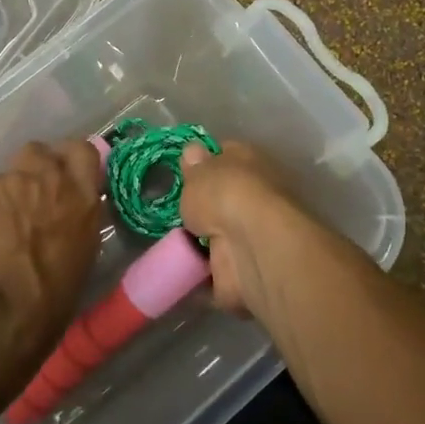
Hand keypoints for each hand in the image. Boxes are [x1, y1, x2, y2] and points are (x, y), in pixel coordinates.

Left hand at [0, 139, 102, 364]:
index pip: (82, 152)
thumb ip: (72, 225)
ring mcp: (5, 183)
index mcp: (81, 200)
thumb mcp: (80, 260)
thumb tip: (60, 220)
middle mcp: (46, 180)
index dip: (67, 160)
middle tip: (22, 201)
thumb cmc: (47, 306)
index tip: (60, 175)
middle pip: (37, 152)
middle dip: (30, 170)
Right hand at [178, 140, 304, 318]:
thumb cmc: (225, 195)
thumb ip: (194, 166)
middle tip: (175, 208)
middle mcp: (256, 195)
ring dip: (201, 239)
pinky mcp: (246, 267)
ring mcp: (253, 233)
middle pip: (223, 196)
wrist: (252, 245)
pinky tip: (178, 268)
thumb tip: (194, 151)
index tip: (184, 171)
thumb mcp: (198, 171)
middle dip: (203, 204)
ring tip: (168, 240)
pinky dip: (201, 271)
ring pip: (221, 233)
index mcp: (249, 161)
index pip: (226, 154)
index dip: (206, 161)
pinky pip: (216, 268)